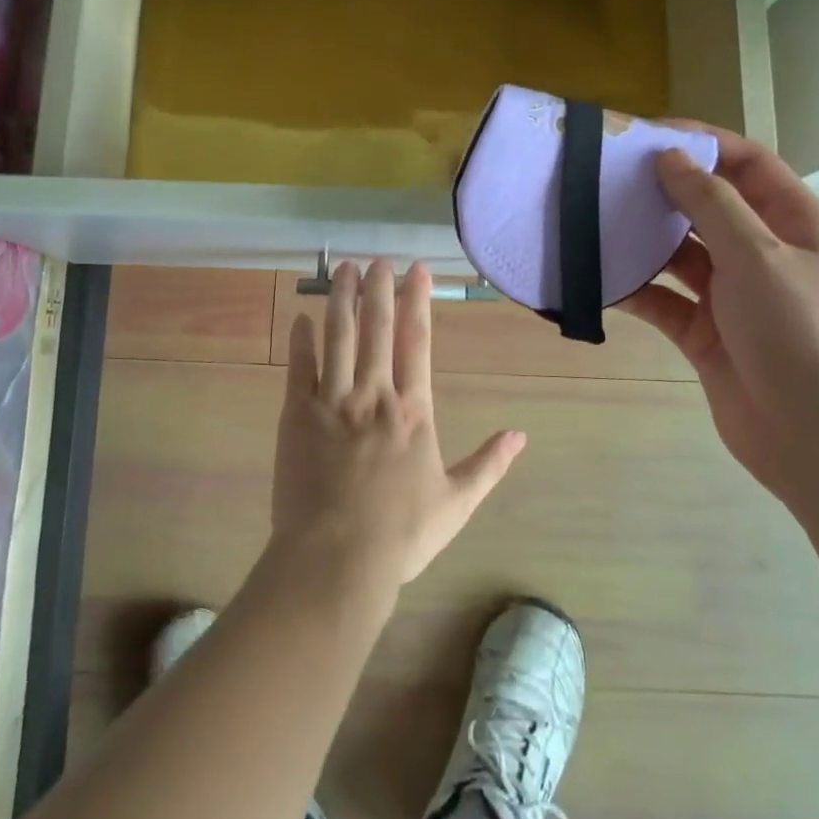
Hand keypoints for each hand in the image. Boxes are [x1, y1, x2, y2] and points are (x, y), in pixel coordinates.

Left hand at [273, 259, 525, 586]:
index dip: (417, 300)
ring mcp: (332, 402)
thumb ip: (489, 465)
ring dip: (341, 299)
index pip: (416, 341)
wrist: (337, 560)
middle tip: (378, 259)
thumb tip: (521, 435)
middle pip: (376, 328)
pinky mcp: (296, 415)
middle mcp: (374, 395)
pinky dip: (302, 339)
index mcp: (413, 411)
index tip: (416, 270)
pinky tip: (302, 317)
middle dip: (378, 288)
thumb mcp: (457, 503)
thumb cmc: (400, 535)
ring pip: (337, 336)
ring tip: (343, 269)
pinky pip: (299, 367)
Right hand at [618, 128, 818, 499]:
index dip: (701, 142)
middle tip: (604, 177)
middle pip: (707, 205)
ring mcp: (733, 295)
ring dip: (642, 240)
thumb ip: (711, 203)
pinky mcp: (705, 333)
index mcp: (794, 222)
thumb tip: (670, 157)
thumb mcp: (759, 257)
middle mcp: (763, 252)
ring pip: (679, 253)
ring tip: (590, 222)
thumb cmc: (802, 335)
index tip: (644, 136)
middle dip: (661, 190)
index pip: (746, 163)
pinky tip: (597, 279)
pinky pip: (663, 300)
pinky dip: (634, 289)